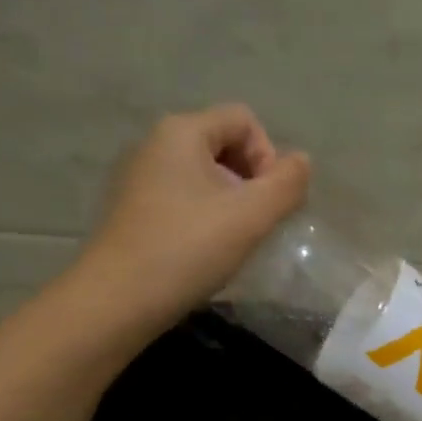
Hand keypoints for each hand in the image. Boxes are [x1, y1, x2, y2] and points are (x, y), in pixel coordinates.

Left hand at [80, 104, 310, 330]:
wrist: (118, 300)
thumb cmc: (188, 249)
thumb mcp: (250, 217)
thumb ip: (286, 185)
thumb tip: (302, 162)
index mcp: (182, 131)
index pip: (243, 120)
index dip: (268, 156)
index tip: (268, 202)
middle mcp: (155, 144)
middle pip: (223, 144)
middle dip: (250, 180)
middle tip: (256, 224)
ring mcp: (140, 178)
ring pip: (203, 175)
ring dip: (230, 203)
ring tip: (233, 242)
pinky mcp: (133, 210)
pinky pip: (182, 199)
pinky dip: (204, 218)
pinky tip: (205, 252)